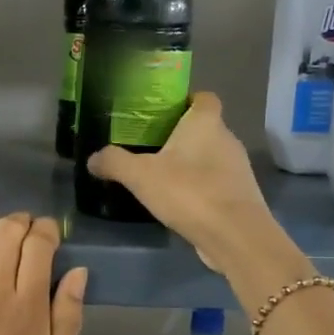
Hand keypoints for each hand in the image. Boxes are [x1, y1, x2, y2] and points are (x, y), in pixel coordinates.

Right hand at [86, 93, 284, 277]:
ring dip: (191, 164)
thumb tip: (93, 158)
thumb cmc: (189, 192)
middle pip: (205, 128)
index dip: (185, 101)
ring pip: (211, 157)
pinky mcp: (240, 196)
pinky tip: (180, 203)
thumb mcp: (140, 176)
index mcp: (206, 123)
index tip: (162, 114)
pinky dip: (200, 188)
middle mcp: (227, 139)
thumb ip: (114, 162)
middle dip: (181, 136)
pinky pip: (216, 183)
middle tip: (151, 148)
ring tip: (162, 177)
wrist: (235, 236)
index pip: (204, 98)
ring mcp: (238, 169)